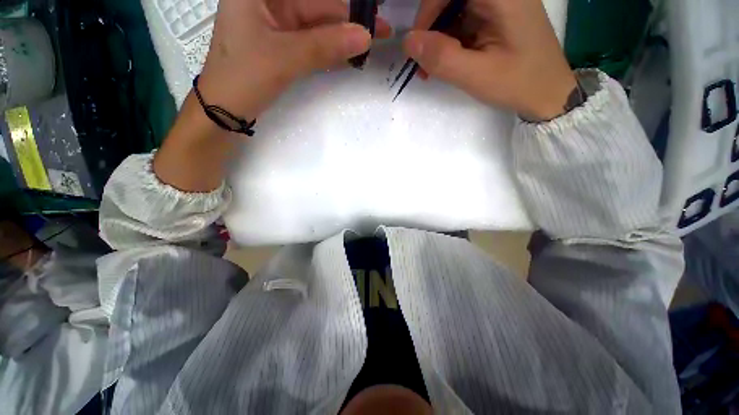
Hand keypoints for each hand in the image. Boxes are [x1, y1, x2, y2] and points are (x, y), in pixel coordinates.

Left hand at [198, 0, 391, 121]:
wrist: (225, 111)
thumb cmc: (243, 78)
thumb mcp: (285, 58)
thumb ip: (325, 46)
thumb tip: (365, 37)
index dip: (342, 2)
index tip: (370, 8)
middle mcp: (267, 2)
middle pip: (316, 5)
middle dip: (347, 18)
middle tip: (379, 29)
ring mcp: (275, 24)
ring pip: (316, 25)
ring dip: (342, 36)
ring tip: (370, 43)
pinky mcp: (281, 45)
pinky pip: (311, 42)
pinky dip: (330, 49)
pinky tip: (349, 53)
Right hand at [405, 0, 575, 120]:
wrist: (547, 92)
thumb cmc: (518, 83)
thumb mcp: (477, 75)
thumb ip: (442, 58)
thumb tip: (408, 41)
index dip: (427, 9)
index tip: (418, 44)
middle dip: (432, 27)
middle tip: (423, 62)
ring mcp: (499, 2)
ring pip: (454, 9)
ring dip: (439, 37)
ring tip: (433, 68)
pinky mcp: (495, 15)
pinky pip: (463, 20)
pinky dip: (450, 40)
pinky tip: (448, 61)